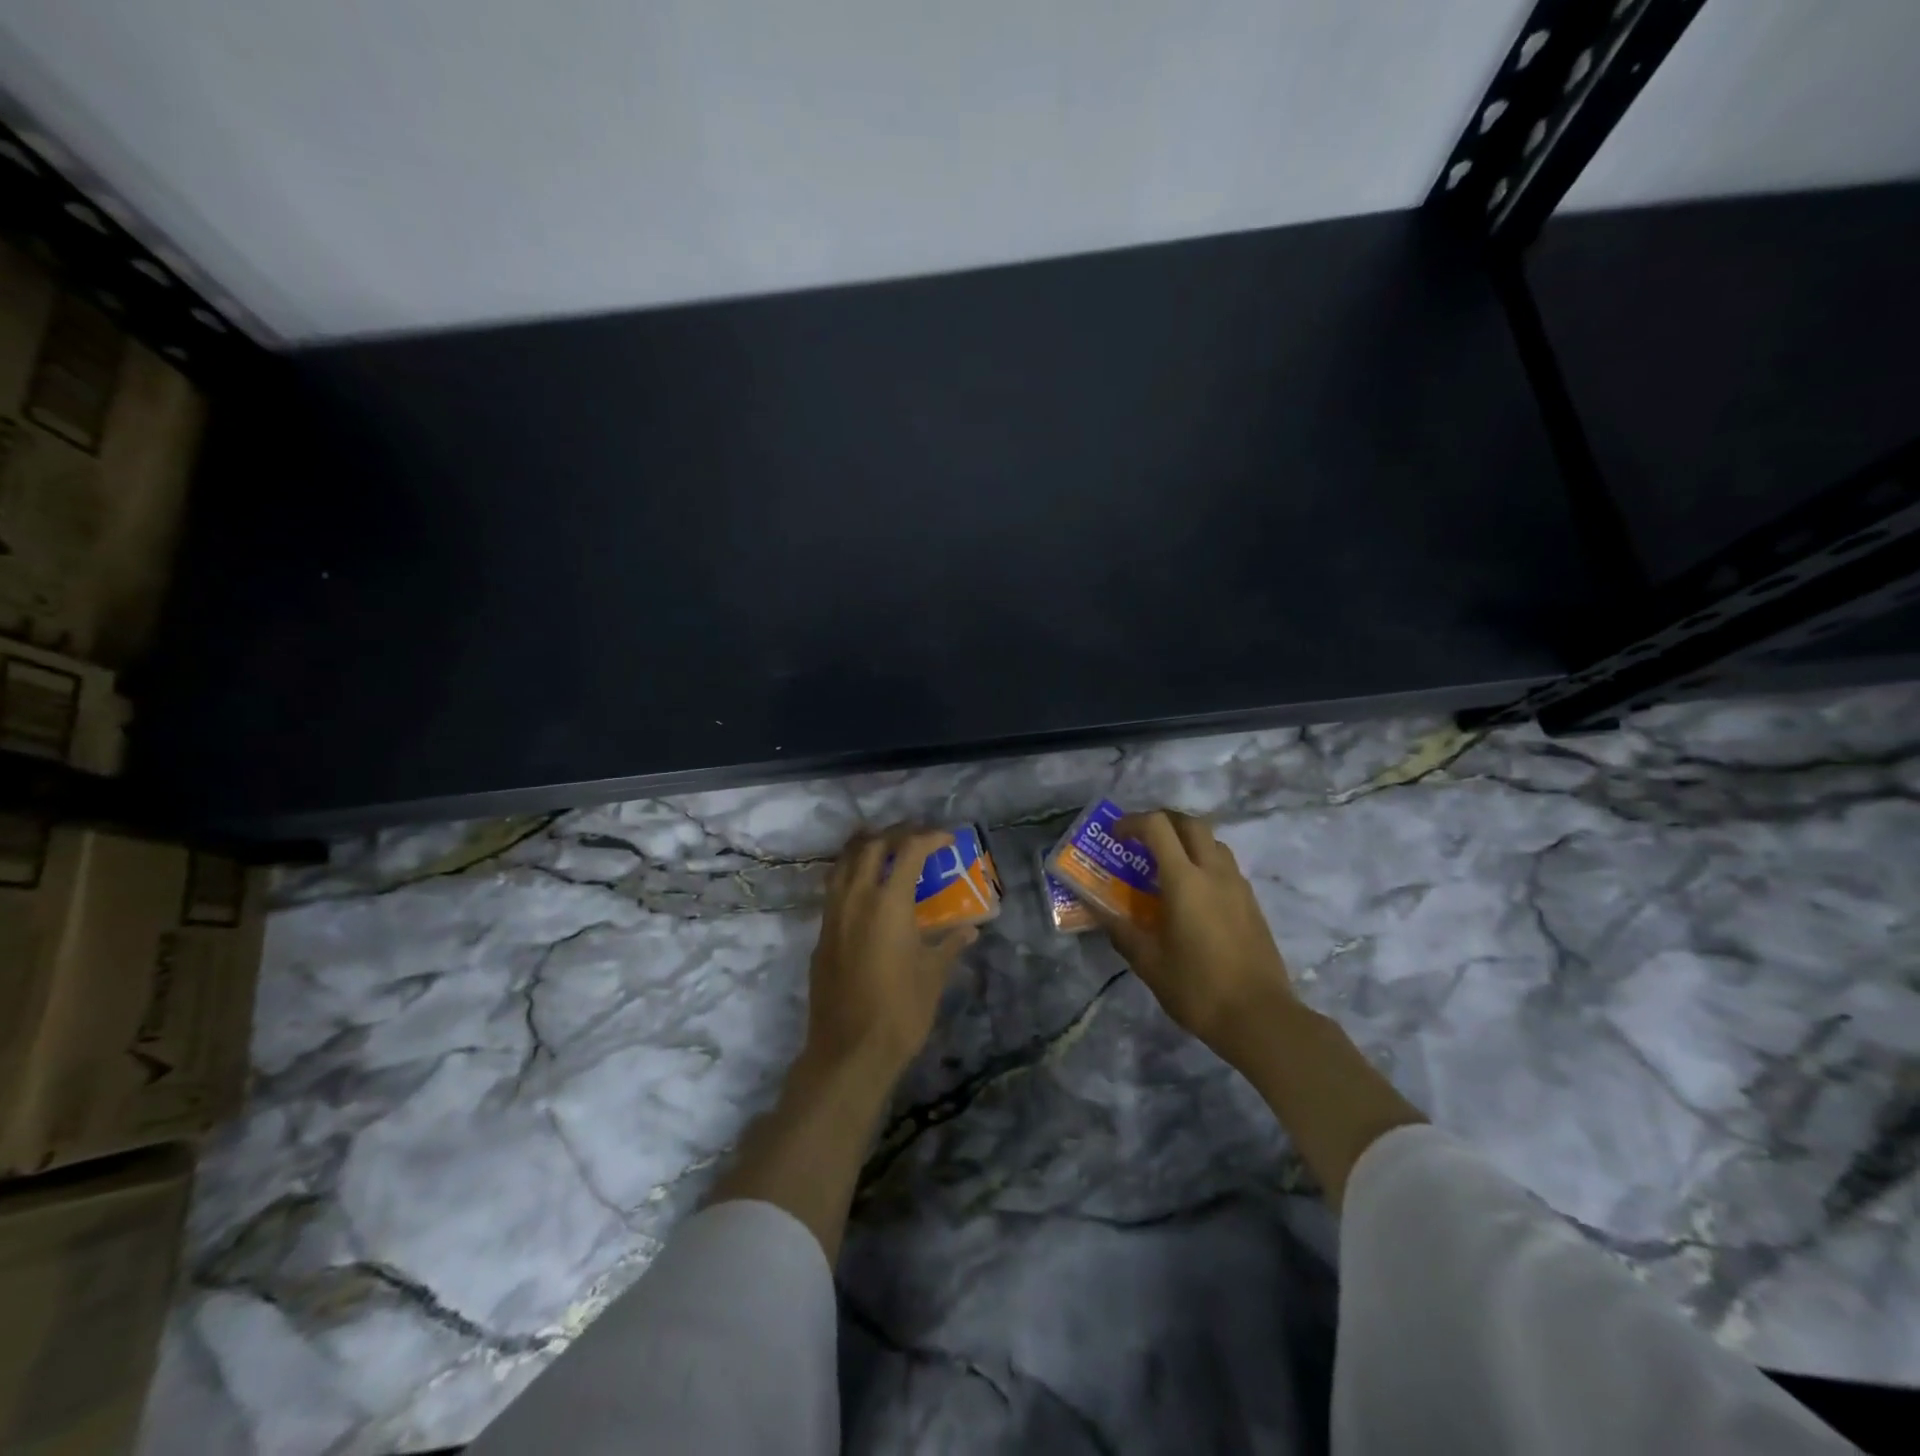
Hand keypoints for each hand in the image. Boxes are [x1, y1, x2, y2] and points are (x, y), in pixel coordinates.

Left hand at [803, 826, 978, 1082]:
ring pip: (842, 862)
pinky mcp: (821, 935)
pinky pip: (833, 888)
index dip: (929, 837)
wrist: (849, 1052)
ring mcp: (833, 916)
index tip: (947, 839)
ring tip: (884, 844)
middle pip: (870, 846)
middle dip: (895, 833)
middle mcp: (856, 899)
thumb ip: (949, 945)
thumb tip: (969, 930)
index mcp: (888, 904)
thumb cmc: (900, 1012)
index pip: (908, 850)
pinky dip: (849, 873)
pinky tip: (864, 886)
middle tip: (916, 835)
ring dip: (864, 846)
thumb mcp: (933, 975)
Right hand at [1092, 811, 1294, 1065]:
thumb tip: (1097, 910)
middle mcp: (1214, 873)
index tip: (1116, 836)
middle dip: (1163, 821)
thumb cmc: (1198, 988)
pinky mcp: (1252, 903)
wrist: (1261, 1018)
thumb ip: (1121, 930)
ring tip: (1167, 864)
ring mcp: (1238, 886)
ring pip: (1213, 842)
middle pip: (1191, 823)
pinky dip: (1205, 862)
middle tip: (1142, 840)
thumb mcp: (1149, 963)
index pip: (1158, 827)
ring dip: (1187, 840)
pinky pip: (1226, 866)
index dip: (1133, 822)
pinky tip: (1193, 894)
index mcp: (1185, 881)